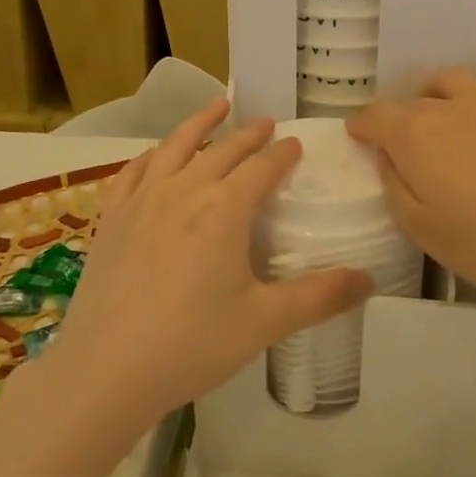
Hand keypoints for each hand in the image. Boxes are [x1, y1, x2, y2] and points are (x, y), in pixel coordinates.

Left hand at [44, 99, 371, 429]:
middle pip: (222, 151)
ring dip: (199, 124)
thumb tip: (369, 280)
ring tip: (216, 107)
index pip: (261, 169)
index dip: (282, 154)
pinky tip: (155, 155)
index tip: (295, 143)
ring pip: (174, 147)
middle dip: (248, 135)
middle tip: (265, 123)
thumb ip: (319, 297)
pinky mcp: (111, 218)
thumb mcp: (265, 322)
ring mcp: (141, 201)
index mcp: (224, 210)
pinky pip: (133, 171)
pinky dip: (151, 154)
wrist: (106, 369)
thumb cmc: (192, 343)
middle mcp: (183, 191)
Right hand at [347, 68, 475, 310]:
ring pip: (455, 80)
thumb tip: (388, 160)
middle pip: (413, 101)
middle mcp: (450, 108)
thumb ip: (396, 188)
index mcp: (415, 137)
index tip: (356, 134)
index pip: (375, 116)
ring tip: (441, 114)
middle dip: (399, 118)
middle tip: (402, 144)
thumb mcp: (423, 230)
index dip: (361, 124)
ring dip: (438, 93)